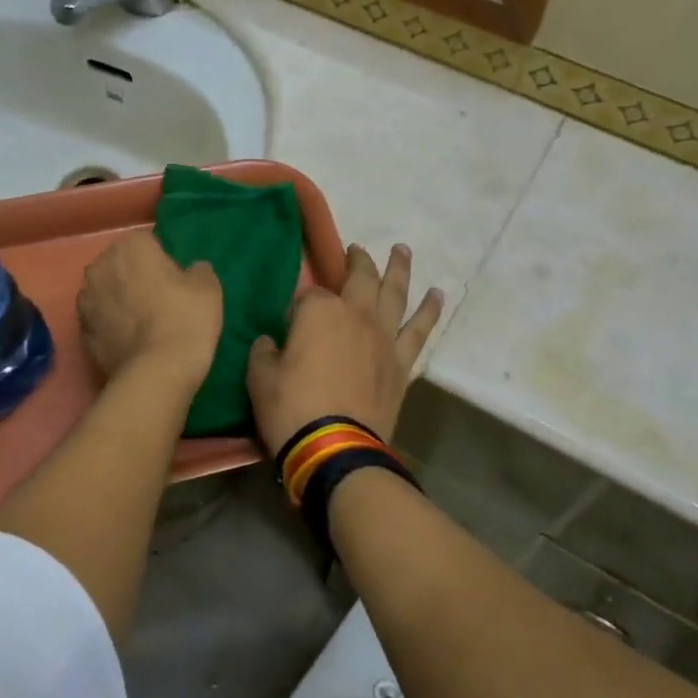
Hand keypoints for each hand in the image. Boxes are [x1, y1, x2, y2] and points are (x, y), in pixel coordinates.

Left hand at [78, 231, 221, 384]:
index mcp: (130, 247)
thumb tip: (190, 270)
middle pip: (121, 265)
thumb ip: (198, 270)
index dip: (163, 260)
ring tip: (145, 324)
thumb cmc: (185, 319)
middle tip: (161, 300)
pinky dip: (112, 326)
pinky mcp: (81, 332)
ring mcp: (85, 300)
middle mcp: (100, 266)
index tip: (176, 281)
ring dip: (120, 300)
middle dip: (136, 276)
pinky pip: (101, 320)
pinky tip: (133, 342)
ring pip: (107, 292)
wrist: (156, 373)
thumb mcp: (209, 288)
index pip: (148, 243)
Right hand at [247, 244, 443, 454]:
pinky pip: (419, 330)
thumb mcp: (260, 378)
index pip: (308, 295)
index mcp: (319, 312)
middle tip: (356, 250)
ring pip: (395, 293)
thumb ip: (264, 352)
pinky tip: (437, 295)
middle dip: (357, 261)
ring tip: (403, 250)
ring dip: (399, 269)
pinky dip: (429, 311)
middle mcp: (356, 314)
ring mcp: (383, 337)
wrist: (335, 448)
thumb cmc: (291, 409)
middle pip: (360, 277)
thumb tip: (271, 342)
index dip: (299, 306)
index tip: (291, 320)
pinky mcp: (401, 362)